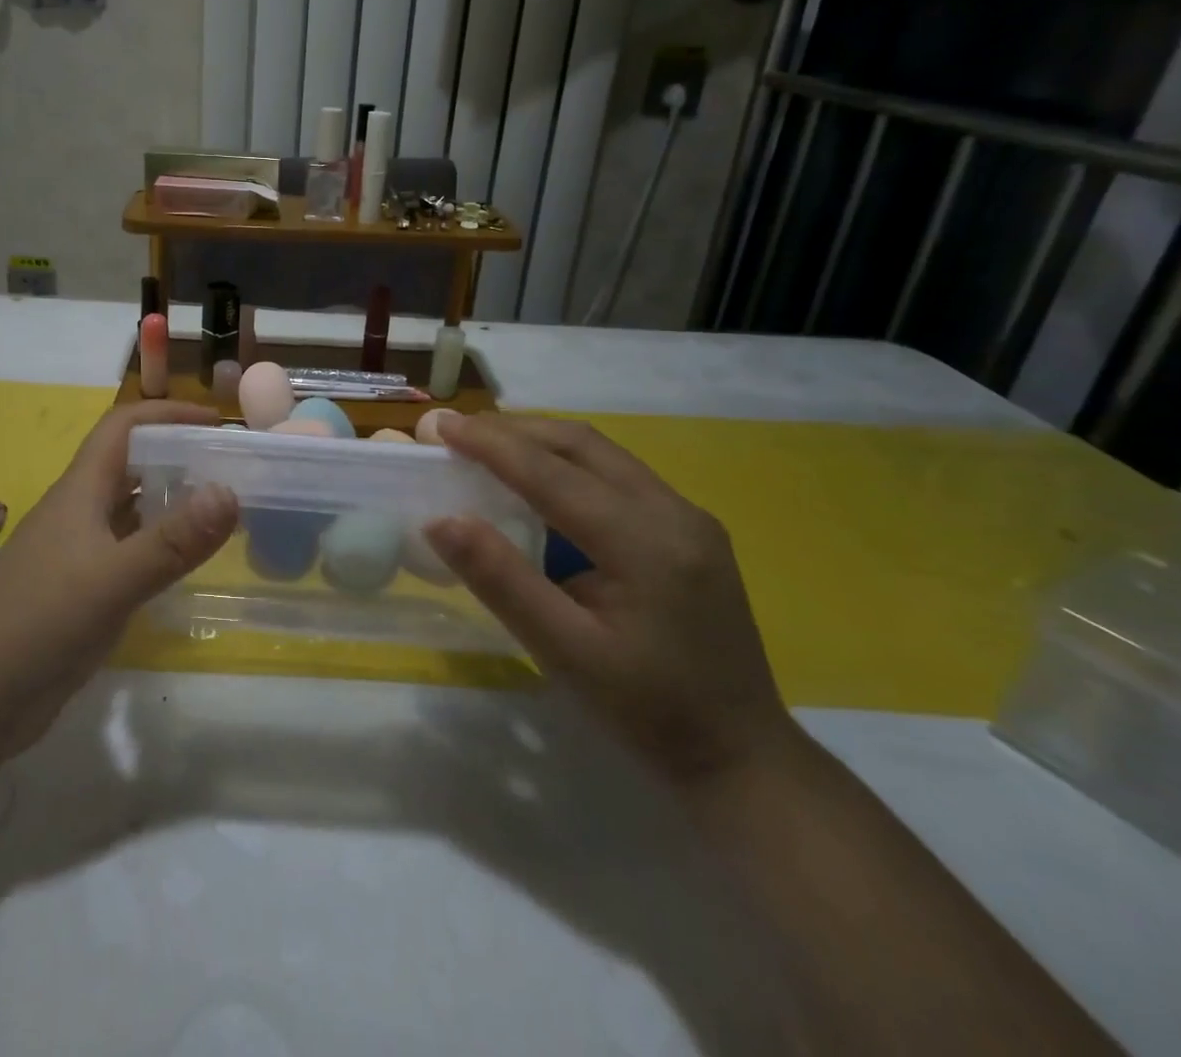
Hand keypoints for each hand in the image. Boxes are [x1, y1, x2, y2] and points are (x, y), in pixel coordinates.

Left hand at [0, 400, 237, 752]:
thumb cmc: (41, 623)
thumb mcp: (113, 579)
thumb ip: (173, 540)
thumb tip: (230, 492)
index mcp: (80, 490)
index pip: (123, 426)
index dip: (167, 414)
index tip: (216, 422)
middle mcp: (79, 511)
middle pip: (130, 463)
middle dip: (177, 455)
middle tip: (231, 468)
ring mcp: (78, 551)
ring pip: (130, 508)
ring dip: (170, 500)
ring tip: (221, 508)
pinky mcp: (81, 588)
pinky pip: (128, 550)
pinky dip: (160, 544)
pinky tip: (187, 562)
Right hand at [425, 414, 796, 787]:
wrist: (743, 757)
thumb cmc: (649, 712)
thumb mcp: (564, 653)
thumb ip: (502, 580)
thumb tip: (440, 520)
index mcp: (646, 542)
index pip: (552, 473)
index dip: (489, 444)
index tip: (437, 425)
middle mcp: (673, 512)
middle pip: (580, 445)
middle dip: (512, 431)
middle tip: (455, 432)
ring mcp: (688, 517)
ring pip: (600, 453)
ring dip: (538, 442)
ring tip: (485, 445)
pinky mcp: (689, 530)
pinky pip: (616, 474)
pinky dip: (565, 464)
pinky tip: (537, 481)